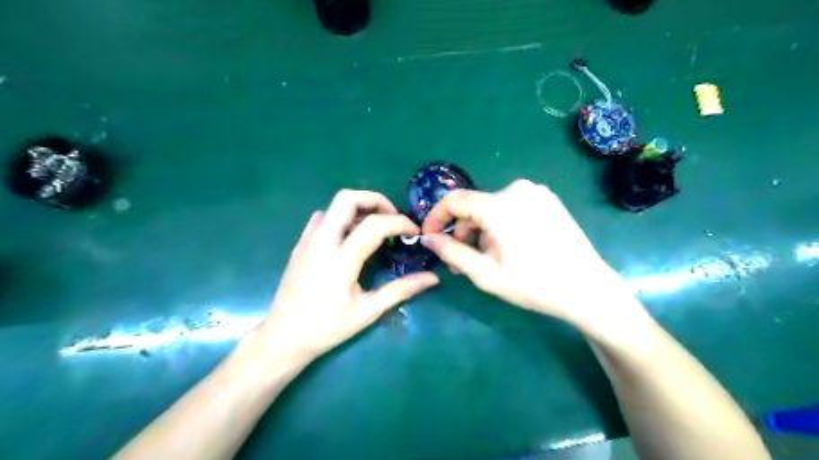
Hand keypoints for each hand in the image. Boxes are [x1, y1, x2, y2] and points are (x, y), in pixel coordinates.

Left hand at [258, 191, 441, 363]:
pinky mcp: (300, 245)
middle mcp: (322, 242)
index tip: (414, 234)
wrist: (283, 337)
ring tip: (376, 228)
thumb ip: (401, 290)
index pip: (375, 224)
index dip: (400, 223)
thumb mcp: (368, 312)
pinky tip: (350, 237)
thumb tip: (433, 278)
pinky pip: (322, 218)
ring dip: (359, 208)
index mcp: (341, 260)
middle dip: (375, 200)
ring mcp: (308, 241)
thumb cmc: (327, 328)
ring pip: (334, 205)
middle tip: (392, 218)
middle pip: (348, 198)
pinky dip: (341, 218)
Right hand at [422, 179, 646, 333]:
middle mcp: (517, 188)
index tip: (429, 237)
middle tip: (461, 262)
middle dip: (462, 232)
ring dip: (481, 231)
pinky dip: (500, 225)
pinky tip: (509, 247)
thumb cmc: (533, 284)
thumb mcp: (484, 273)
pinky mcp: (548, 199)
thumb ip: (451, 252)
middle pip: (474, 206)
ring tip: (487, 259)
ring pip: (491, 208)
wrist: (587, 288)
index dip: (436, 217)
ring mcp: (536, 192)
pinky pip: (510, 207)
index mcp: (500, 204)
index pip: (454, 200)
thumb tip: (427, 238)